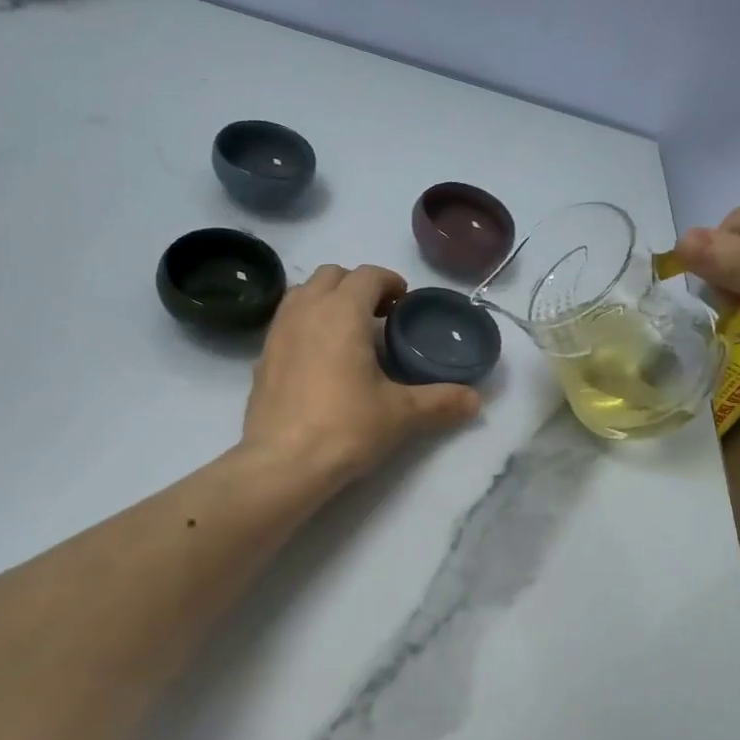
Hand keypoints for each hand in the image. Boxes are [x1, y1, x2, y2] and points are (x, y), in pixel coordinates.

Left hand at [242, 264, 481, 483]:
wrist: (281, 464)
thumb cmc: (345, 427)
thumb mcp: (400, 414)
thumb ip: (440, 401)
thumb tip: (476, 401)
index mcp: (342, 311)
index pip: (368, 275)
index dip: (390, 282)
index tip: (404, 303)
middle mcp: (307, 310)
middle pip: (332, 275)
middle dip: (358, 285)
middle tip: (379, 315)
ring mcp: (278, 331)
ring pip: (304, 293)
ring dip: (328, 299)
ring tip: (348, 331)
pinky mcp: (263, 356)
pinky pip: (287, 321)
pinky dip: (306, 323)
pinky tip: (320, 358)